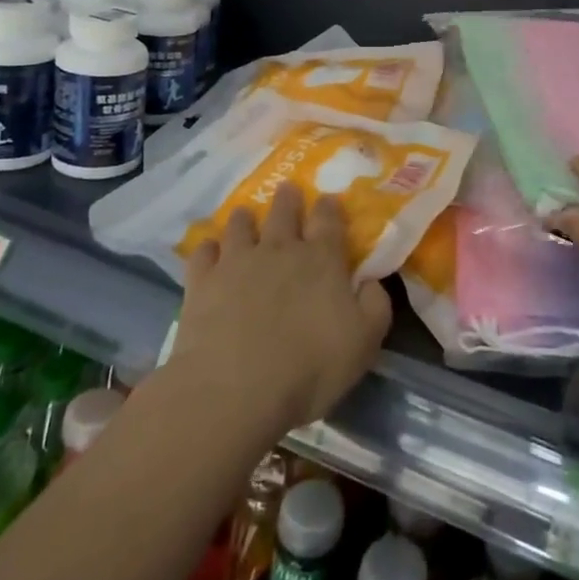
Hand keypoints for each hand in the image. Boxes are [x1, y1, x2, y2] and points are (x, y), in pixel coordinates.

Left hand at [165, 183, 391, 438]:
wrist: (235, 389)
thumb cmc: (310, 367)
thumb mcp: (365, 341)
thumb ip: (375, 304)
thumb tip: (371, 280)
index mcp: (322, 259)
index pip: (329, 219)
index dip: (329, 206)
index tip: (328, 198)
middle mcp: (280, 249)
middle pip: (284, 212)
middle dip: (288, 199)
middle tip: (287, 190)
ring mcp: (237, 261)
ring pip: (241, 225)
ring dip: (246, 217)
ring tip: (246, 214)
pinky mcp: (202, 281)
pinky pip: (204, 252)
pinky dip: (209, 248)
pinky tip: (210, 250)